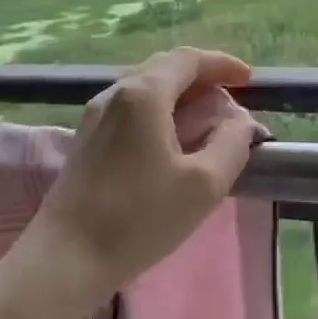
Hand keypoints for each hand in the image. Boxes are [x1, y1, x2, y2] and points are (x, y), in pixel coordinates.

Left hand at [24, 47, 262, 302]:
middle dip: (202, 77)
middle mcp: (115, 93)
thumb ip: (232, 143)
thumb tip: (240, 121)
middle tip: (230, 98)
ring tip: (205, 118)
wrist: (66, 258)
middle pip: (164, 68)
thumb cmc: (139, 218)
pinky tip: (170, 139)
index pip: (188, 60)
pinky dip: (159, 111)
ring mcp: (94, 116)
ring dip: (179, 94)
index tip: (250, 80)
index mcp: (144, 94)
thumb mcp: (204, 184)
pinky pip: (130, 108)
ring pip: (144, 88)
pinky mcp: (85, 140)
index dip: (223, 64)